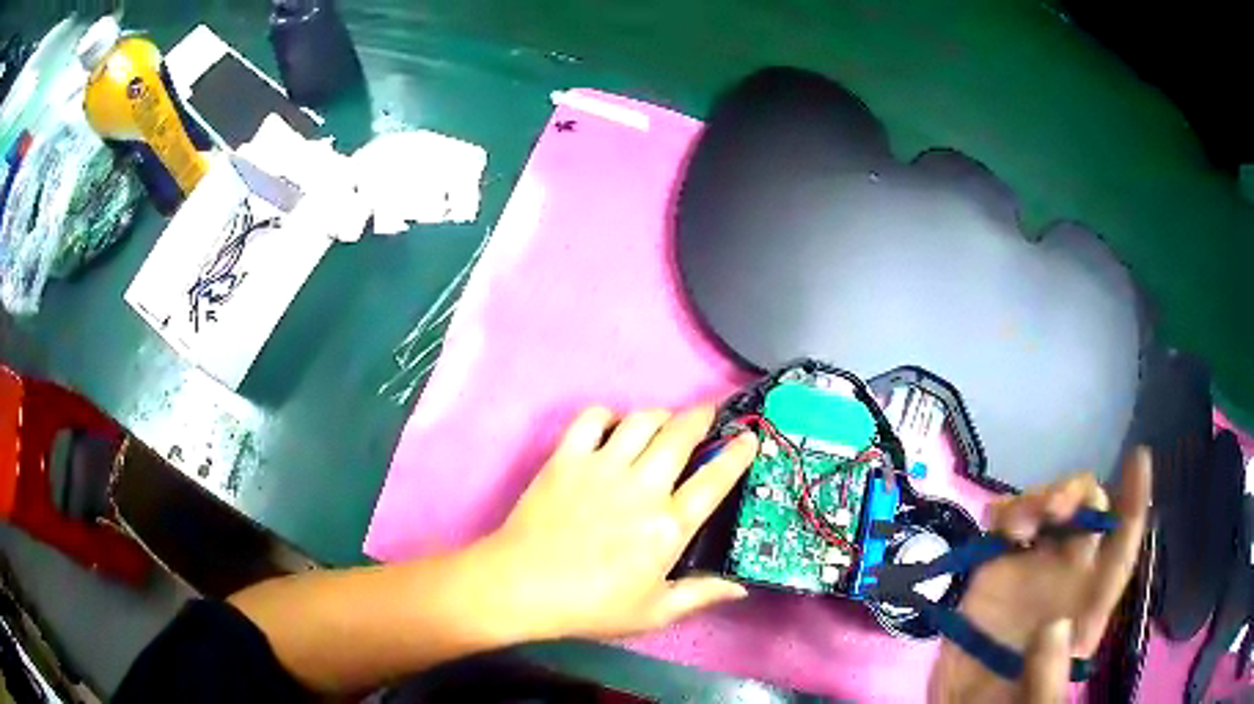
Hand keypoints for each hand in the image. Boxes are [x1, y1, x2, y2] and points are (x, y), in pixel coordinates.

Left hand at [476, 405, 758, 640]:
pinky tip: (611, 426)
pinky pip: (591, 419)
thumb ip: (700, 596)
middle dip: (701, 416)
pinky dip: (606, 415)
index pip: (715, 479)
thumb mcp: (653, 612)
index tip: (749, 437)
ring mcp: (602, 467)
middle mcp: (642, 486)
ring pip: (641, 420)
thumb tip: (740, 589)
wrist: (522, 586)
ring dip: (659, 415)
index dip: (738, 453)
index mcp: (669, 525)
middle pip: (680, 435)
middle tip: (708, 413)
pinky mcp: (567, 458)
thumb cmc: (591, 605)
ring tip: (664, 421)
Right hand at [929, 449, 1151, 702]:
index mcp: (1088, 605)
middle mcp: (1067, 577)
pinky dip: (1003, 512)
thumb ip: (1049, 676)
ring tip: (1015, 526)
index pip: (1121, 547)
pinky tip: (995, 523)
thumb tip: (1056, 625)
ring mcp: (1030, 571)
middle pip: (1087, 513)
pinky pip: (1004, 525)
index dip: (1134, 503)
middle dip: (1076, 494)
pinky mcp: (993, 572)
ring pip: (1048, 511)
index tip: (1139, 459)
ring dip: (1038, 500)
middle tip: (1052, 510)